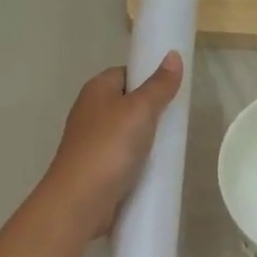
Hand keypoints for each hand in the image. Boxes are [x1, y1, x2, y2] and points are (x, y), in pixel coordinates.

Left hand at [40, 55, 183, 237]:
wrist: (81, 200)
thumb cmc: (109, 147)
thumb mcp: (140, 110)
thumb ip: (158, 85)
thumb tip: (173, 56)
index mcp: (96, 90)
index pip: (125, 73)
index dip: (148, 79)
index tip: (172, 92)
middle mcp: (90, 112)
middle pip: (127, 105)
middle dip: (151, 113)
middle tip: (176, 122)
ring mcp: (92, 143)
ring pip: (126, 134)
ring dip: (146, 141)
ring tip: (171, 148)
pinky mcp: (97, 169)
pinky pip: (123, 159)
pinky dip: (138, 162)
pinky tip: (154, 170)